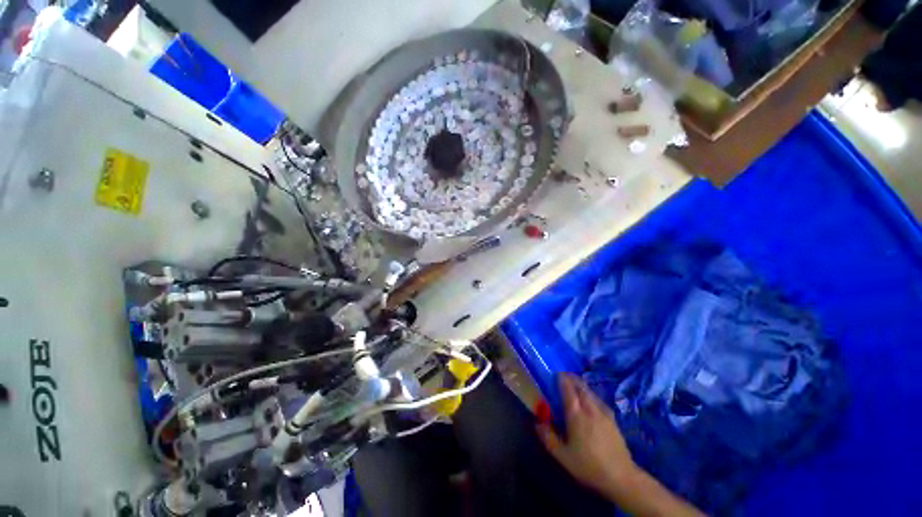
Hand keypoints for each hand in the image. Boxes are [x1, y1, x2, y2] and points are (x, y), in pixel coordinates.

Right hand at [535, 373, 637, 499]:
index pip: (568, 390)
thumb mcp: (563, 456)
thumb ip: (548, 438)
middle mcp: (590, 409)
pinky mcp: (613, 420)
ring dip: (581, 385)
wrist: (621, 477)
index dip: (562, 379)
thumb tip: (537, 423)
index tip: (556, 374)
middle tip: (564, 376)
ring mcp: (603, 413)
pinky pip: (599, 400)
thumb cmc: (588, 466)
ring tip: (575, 384)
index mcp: (576, 415)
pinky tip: (591, 400)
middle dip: (572, 378)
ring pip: (590, 392)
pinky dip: (591, 394)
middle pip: (580, 387)